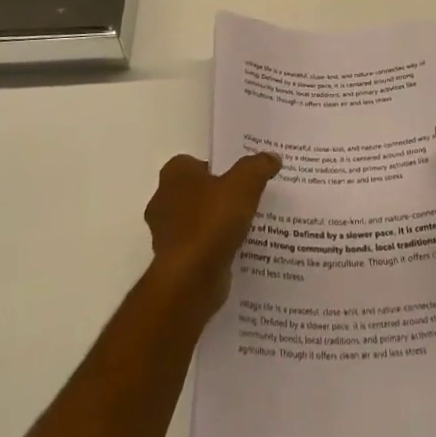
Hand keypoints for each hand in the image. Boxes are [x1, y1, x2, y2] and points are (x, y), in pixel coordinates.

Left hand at [143, 152, 280, 316]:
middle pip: (196, 191)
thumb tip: (272, 157)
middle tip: (247, 199)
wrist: (190, 280)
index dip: (216, 166)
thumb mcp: (244, 185)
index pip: (194, 162)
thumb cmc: (211, 221)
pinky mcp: (174, 262)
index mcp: (174, 175)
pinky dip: (214, 248)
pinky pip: (199, 247)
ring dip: (216, 224)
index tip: (239, 176)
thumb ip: (257, 167)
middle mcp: (163, 201)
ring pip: (197, 221)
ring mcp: (166, 234)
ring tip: (247, 226)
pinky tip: (237, 250)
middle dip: (217, 195)